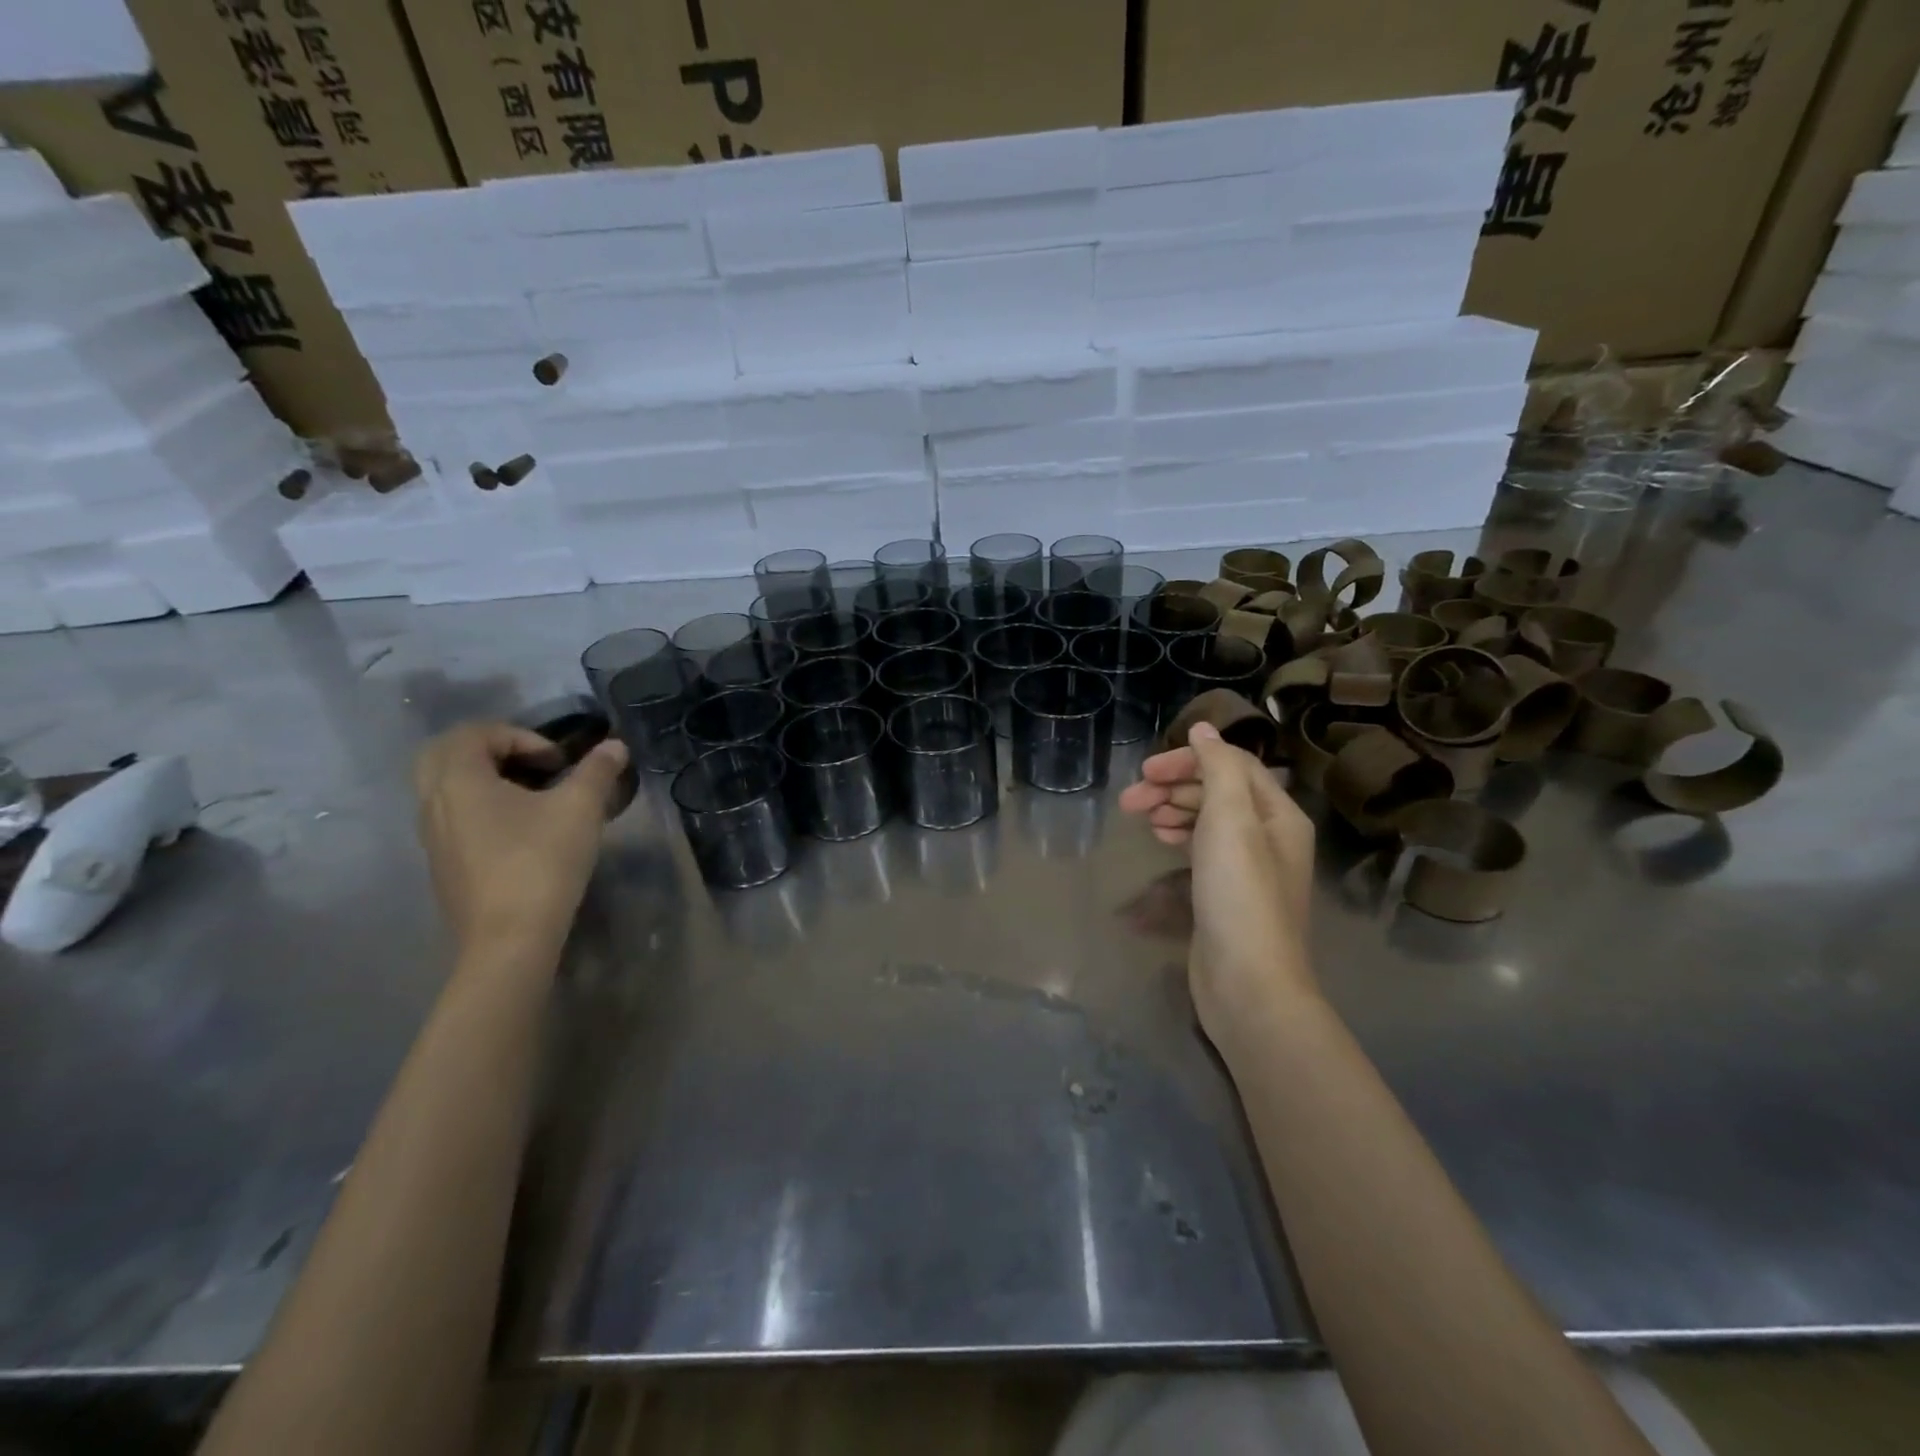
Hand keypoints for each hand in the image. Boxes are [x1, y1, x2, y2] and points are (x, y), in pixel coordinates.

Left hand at [413, 721, 628, 958]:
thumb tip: (615, 746)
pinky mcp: (444, 867)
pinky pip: (454, 819)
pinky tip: (523, 833)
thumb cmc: (541, 862)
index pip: (475, 732)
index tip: (558, 763)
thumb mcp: (581, 809)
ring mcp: (434, 839)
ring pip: (448, 789)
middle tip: (531, 765)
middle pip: (446, 755)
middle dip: (491, 751)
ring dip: (487, 781)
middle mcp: (434, 803)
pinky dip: (482, 810)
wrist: (509, 940)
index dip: (522, 736)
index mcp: (459, 780)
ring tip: (533, 798)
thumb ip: (597, 771)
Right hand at [1119, 723, 1317, 1047]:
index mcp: (1278, 814)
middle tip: (1129, 800)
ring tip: (1141, 819)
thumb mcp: (1231, 820)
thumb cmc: (1239, 894)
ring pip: (1208, 820)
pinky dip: (1181, 837)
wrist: (1247, 982)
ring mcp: (1249, 868)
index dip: (1188, 760)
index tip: (1145, 771)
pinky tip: (1160, 840)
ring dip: (1173, 810)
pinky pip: (1203, 849)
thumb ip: (1218, 768)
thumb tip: (1204, 728)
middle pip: (1218, 792)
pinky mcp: (1227, 893)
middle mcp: (1269, 836)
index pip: (1232, 765)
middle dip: (1173, 787)